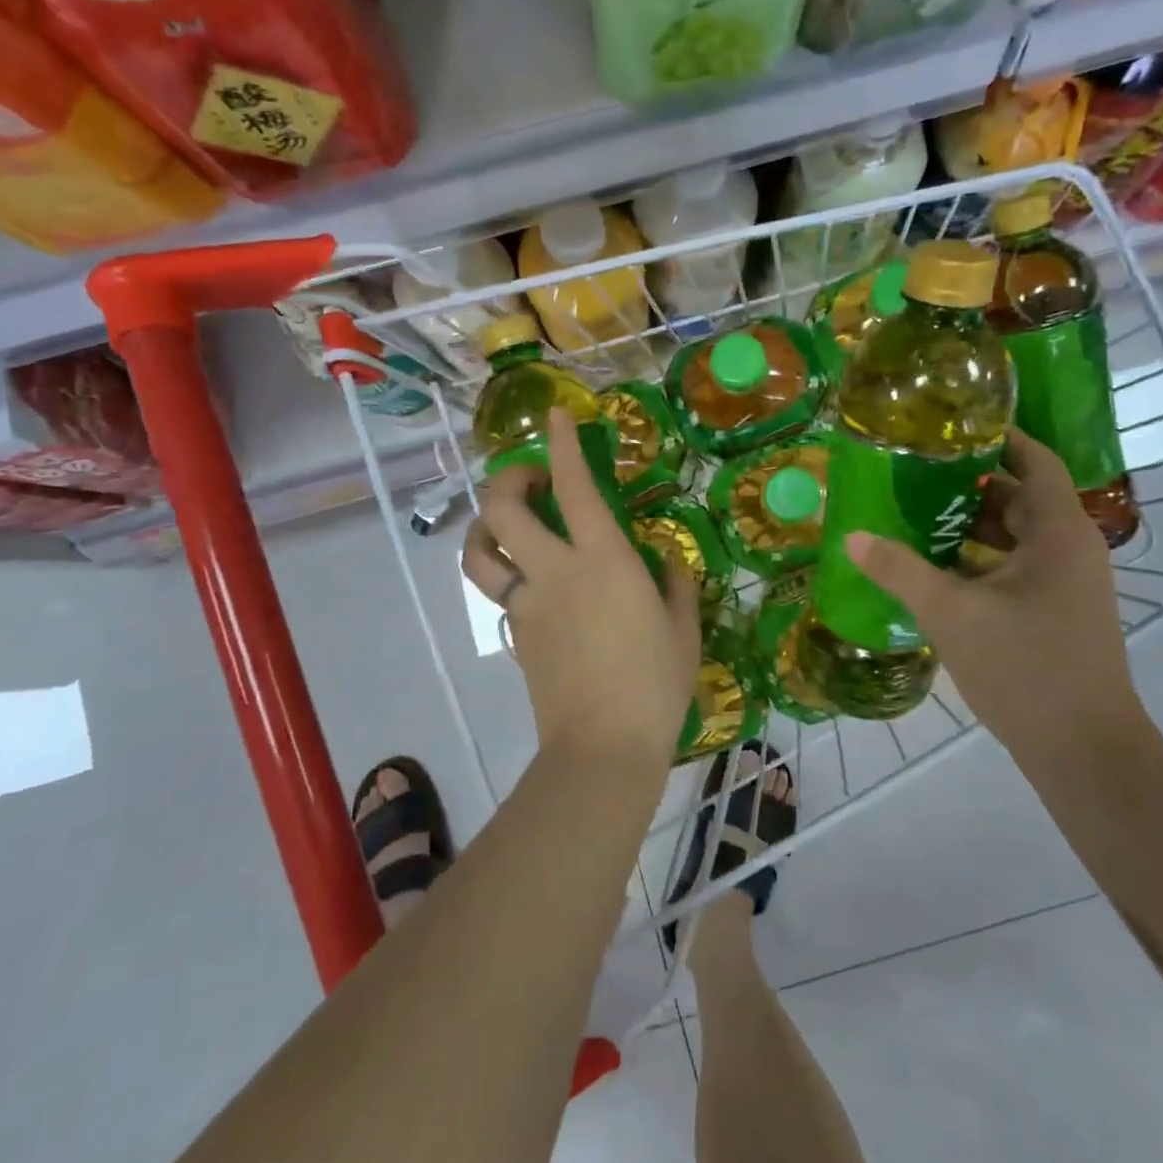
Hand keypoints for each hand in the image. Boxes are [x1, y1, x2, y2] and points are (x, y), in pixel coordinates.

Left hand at [462, 407, 699, 777]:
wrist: (602, 747)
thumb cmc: (655, 684)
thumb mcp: (682, 628)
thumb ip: (674, 584)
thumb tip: (662, 560)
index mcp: (602, 560)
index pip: (574, 486)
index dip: (562, 444)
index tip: (555, 416)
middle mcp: (555, 571)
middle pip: (503, 508)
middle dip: (507, 479)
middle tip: (529, 478)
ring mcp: (527, 603)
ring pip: (480, 551)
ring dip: (483, 525)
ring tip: (505, 522)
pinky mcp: (515, 633)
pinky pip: (499, 591)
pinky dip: (506, 572)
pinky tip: (533, 583)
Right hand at [844, 429, 1151, 764]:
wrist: (1084, 752)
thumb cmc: (1025, 669)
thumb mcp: (952, 614)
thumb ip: (900, 571)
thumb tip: (852, 537)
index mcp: (1058, 533)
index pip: (1034, 460)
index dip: (997, 437)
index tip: (948, 426)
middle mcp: (1070, 549)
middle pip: (1019, 496)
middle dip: (968, 481)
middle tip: (913, 470)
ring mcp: (1066, 583)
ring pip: (1015, 534)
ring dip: (970, 523)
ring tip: (913, 512)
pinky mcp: (1056, 612)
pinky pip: (1015, 565)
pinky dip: (978, 557)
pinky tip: (934, 566)